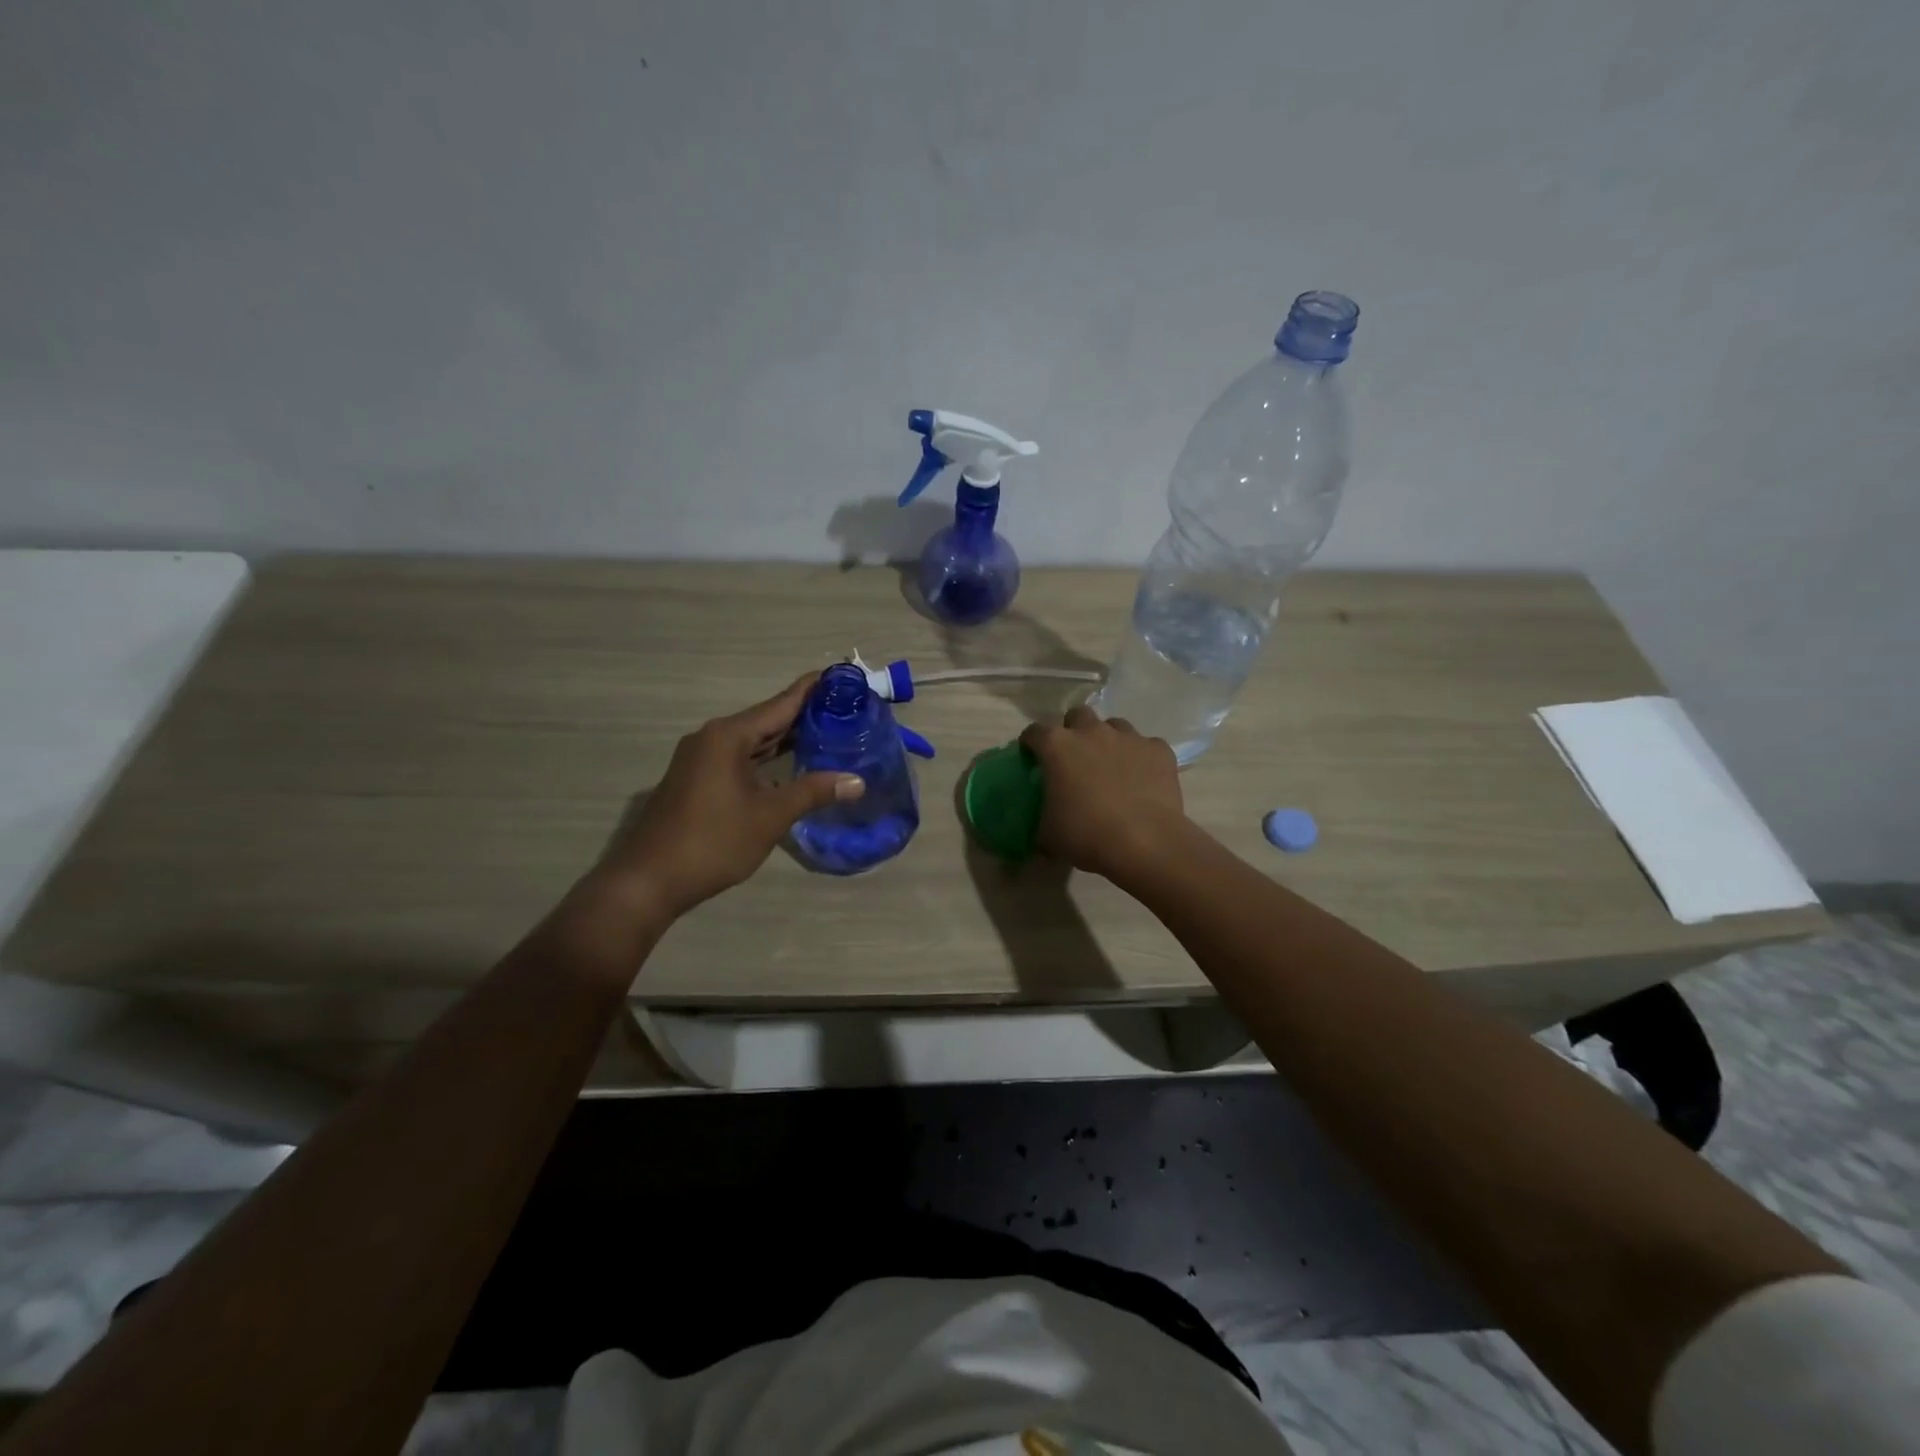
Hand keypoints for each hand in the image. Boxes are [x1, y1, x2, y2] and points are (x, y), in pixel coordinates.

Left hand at [592, 675, 863, 918]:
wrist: (649, 880)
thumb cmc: (713, 841)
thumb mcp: (770, 816)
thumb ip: (813, 792)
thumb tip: (857, 781)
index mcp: (729, 736)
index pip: (780, 704)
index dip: (811, 690)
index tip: (841, 676)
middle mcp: (712, 738)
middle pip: (766, 719)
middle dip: (804, 716)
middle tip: (845, 710)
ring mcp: (700, 759)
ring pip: (751, 741)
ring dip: (785, 739)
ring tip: (826, 733)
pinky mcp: (696, 780)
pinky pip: (739, 758)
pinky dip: (766, 758)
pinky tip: (789, 766)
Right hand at [1018, 706, 1186, 883]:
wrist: (1145, 844)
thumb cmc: (1087, 836)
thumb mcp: (1047, 836)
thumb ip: (1039, 821)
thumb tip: (1041, 825)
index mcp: (1057, 747)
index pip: (1034, 732)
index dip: (1031, 744)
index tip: (1032, 759)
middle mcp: (1092, 732)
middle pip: (1077, 716)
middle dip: (1073, 731)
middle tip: (1074, 758)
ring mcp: (1128, 737)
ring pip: (1114, 726)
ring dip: (1107, 740)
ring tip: (1110, 766)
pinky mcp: (1158, 750)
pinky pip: (1146, 745)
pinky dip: (1140, 757)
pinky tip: (1142, 778)